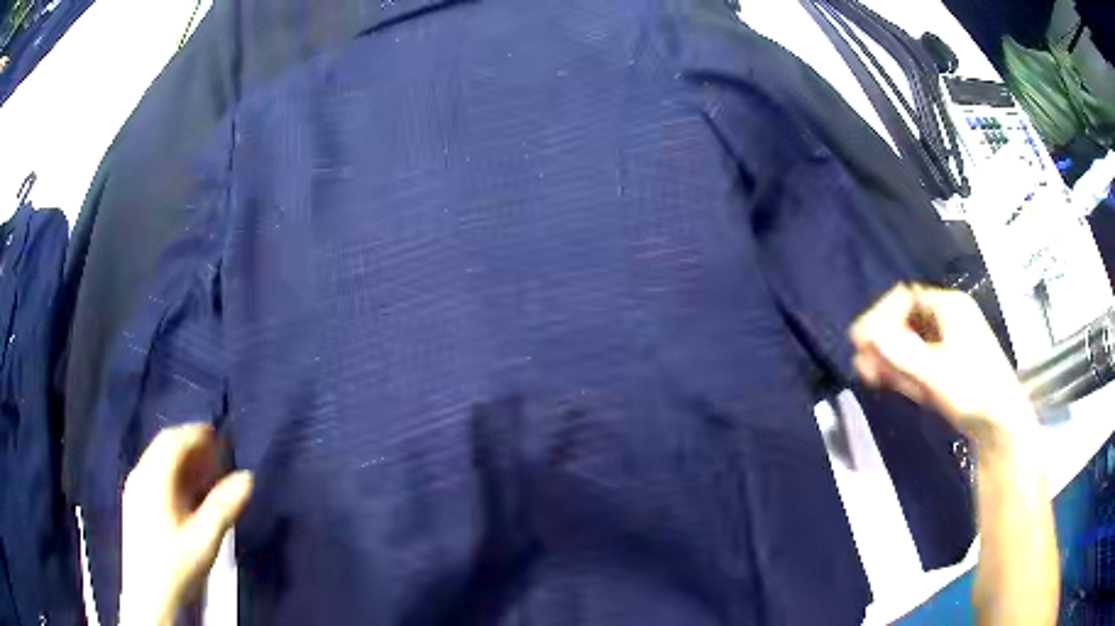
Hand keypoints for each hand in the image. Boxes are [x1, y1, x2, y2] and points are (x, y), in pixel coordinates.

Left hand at [120, 424, 252, 625]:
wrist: (149, 593)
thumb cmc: (177, 565)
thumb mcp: (204, 539)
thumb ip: (224, 507)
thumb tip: (247, 477)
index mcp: (154, 479)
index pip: (173, 440)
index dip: (196, 433)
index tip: (219, 435)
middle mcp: (140, 475)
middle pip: (164, 446)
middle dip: (191, 446)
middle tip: (216, 456)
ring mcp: (135, 488)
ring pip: (158, 459)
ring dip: (182, 460)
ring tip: (206, 473)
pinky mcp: (134, 501)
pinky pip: (153, 473)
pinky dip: (173, 473)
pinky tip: (187, 493)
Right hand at [849, 284, 1036, 449]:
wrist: (1000, 424)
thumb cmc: (972, 389)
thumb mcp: (934, 372)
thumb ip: (900, 353)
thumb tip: (868, 337)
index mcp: (950, 307)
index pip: (907, 298)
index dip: (881, 316)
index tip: (861, 339)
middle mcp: (949, 319)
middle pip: (907, 320)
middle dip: (883, 340)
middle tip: (861, 361)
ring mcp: (949, 344)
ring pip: (912, 344)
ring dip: (889, 357)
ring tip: (867, 374)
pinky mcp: (948, 368)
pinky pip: (919, 362)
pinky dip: (902, 370)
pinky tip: (886, 380)